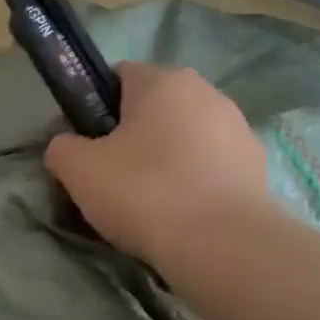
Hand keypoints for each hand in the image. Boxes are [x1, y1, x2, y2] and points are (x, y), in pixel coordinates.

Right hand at [44, 62, 268, 262]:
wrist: (221, 243)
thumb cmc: (144, 192)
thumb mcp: (78, 170)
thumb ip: (63, 148)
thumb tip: (68, 146)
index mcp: (162, 80)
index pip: (118, 76)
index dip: (96, 107)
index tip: (88, 145)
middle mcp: (206, 92)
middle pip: (154, 107)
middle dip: (132, 135)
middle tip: (112, 177)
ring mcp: (237, 127)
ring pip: (184, 136)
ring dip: (165, 159)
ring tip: (149, 203)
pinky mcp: (256, 164)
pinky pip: (209, 165)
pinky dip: (192, 182)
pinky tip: (180, 214)